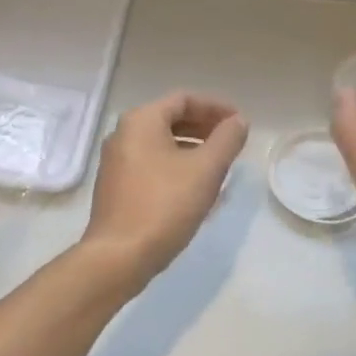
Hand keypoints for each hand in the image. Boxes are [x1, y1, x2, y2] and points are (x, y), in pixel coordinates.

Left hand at [82, 91, 248, 288]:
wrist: (118, 256)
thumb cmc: (165, 205)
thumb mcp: (206, 169)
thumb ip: (227, 140)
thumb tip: (238, 122)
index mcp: (141, 120)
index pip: (184, 99)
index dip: (216, 107)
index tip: (240, 122)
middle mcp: (123, 134)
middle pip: (171, 118)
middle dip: (204, 126)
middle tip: (232, 141)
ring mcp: (116, 162)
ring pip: (161, 143)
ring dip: (192, 147)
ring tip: (219, 164)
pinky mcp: (116, 187)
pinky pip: (152, 163)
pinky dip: (176, 164)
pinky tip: (195, 186)